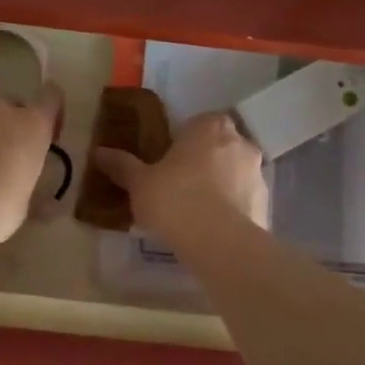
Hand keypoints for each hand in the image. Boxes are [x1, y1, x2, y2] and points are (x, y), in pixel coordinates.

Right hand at [93, 110, 268, 242]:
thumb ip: (122, 165)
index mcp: (209, 127)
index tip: (166, 161)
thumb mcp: (139, 183)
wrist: (219, 242)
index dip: (182, 141)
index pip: (197, 122)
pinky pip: (243, 201)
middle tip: (177, 185)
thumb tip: (98, 152)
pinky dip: (230, 209)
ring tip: (193, 212)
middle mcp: (240, 142)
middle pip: (218, 146)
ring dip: (219, 186)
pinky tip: (210, 229)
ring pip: (233, 173)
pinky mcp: (266, 204)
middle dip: (202, 162)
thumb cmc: (175, 200)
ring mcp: (258, 174)